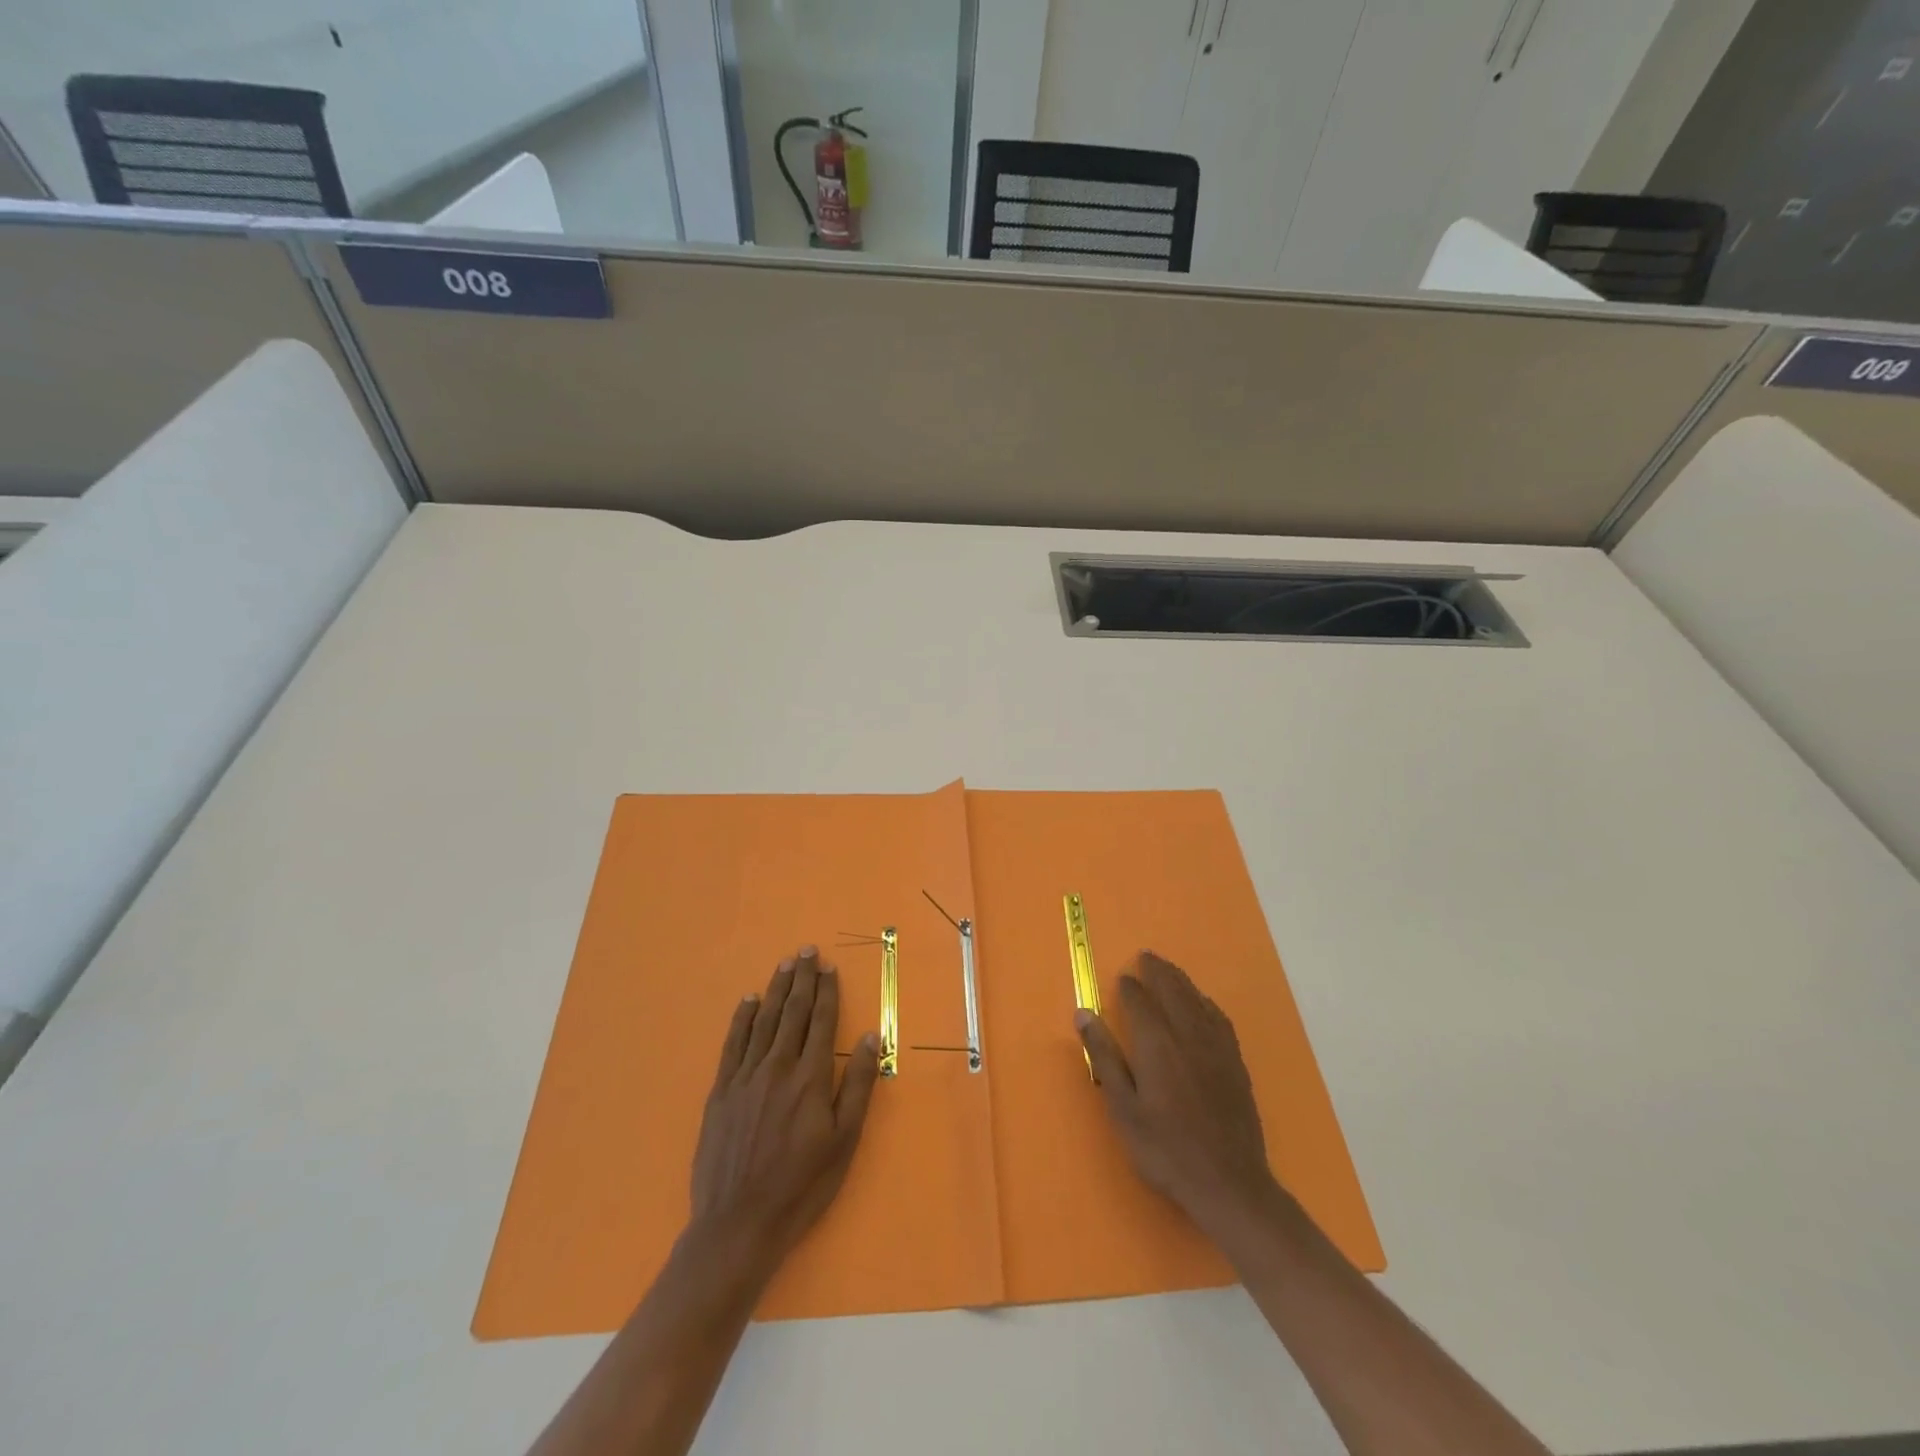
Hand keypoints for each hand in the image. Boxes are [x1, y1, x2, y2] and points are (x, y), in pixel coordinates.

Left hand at [689, 947, 880, 1269]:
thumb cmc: (801, 1186)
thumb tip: (869, 1037)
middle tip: (806, 950)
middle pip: (793, 1012)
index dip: (826, 991)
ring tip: (784, 964)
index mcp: (810, 1077)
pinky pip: (733, 1043)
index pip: (822, 1020)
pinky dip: (742, 1018)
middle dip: (801, 979)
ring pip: (764, 1020)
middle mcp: (778, 1066)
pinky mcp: (721, 1091)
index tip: (828, 966)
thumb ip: (857, 1085)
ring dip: (775, 989)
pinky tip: (748, 1001)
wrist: (738, 1224)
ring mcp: (745, 1076)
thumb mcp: (844, 1141)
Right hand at [1077, 951, 1279, 1238]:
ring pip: (1197, 1000)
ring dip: (1181, 981)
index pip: (1141, 1002)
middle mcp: (1188, 1036)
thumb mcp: (1124, 1109)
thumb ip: (1105, 1058)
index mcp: (1157, 1045)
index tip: (1122, 977)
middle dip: (1158, 971)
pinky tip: (1203, 1004)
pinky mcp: (1236, 1063)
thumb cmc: (1166, 1150)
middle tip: (1146, 956)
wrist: (1229, 1184)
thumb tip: (1084, 1014)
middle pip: (1173, 991)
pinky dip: (1206, 1002)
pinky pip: (1219, 1019)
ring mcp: (1217, 1048)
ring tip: (1169, 970)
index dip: (1130, 987)